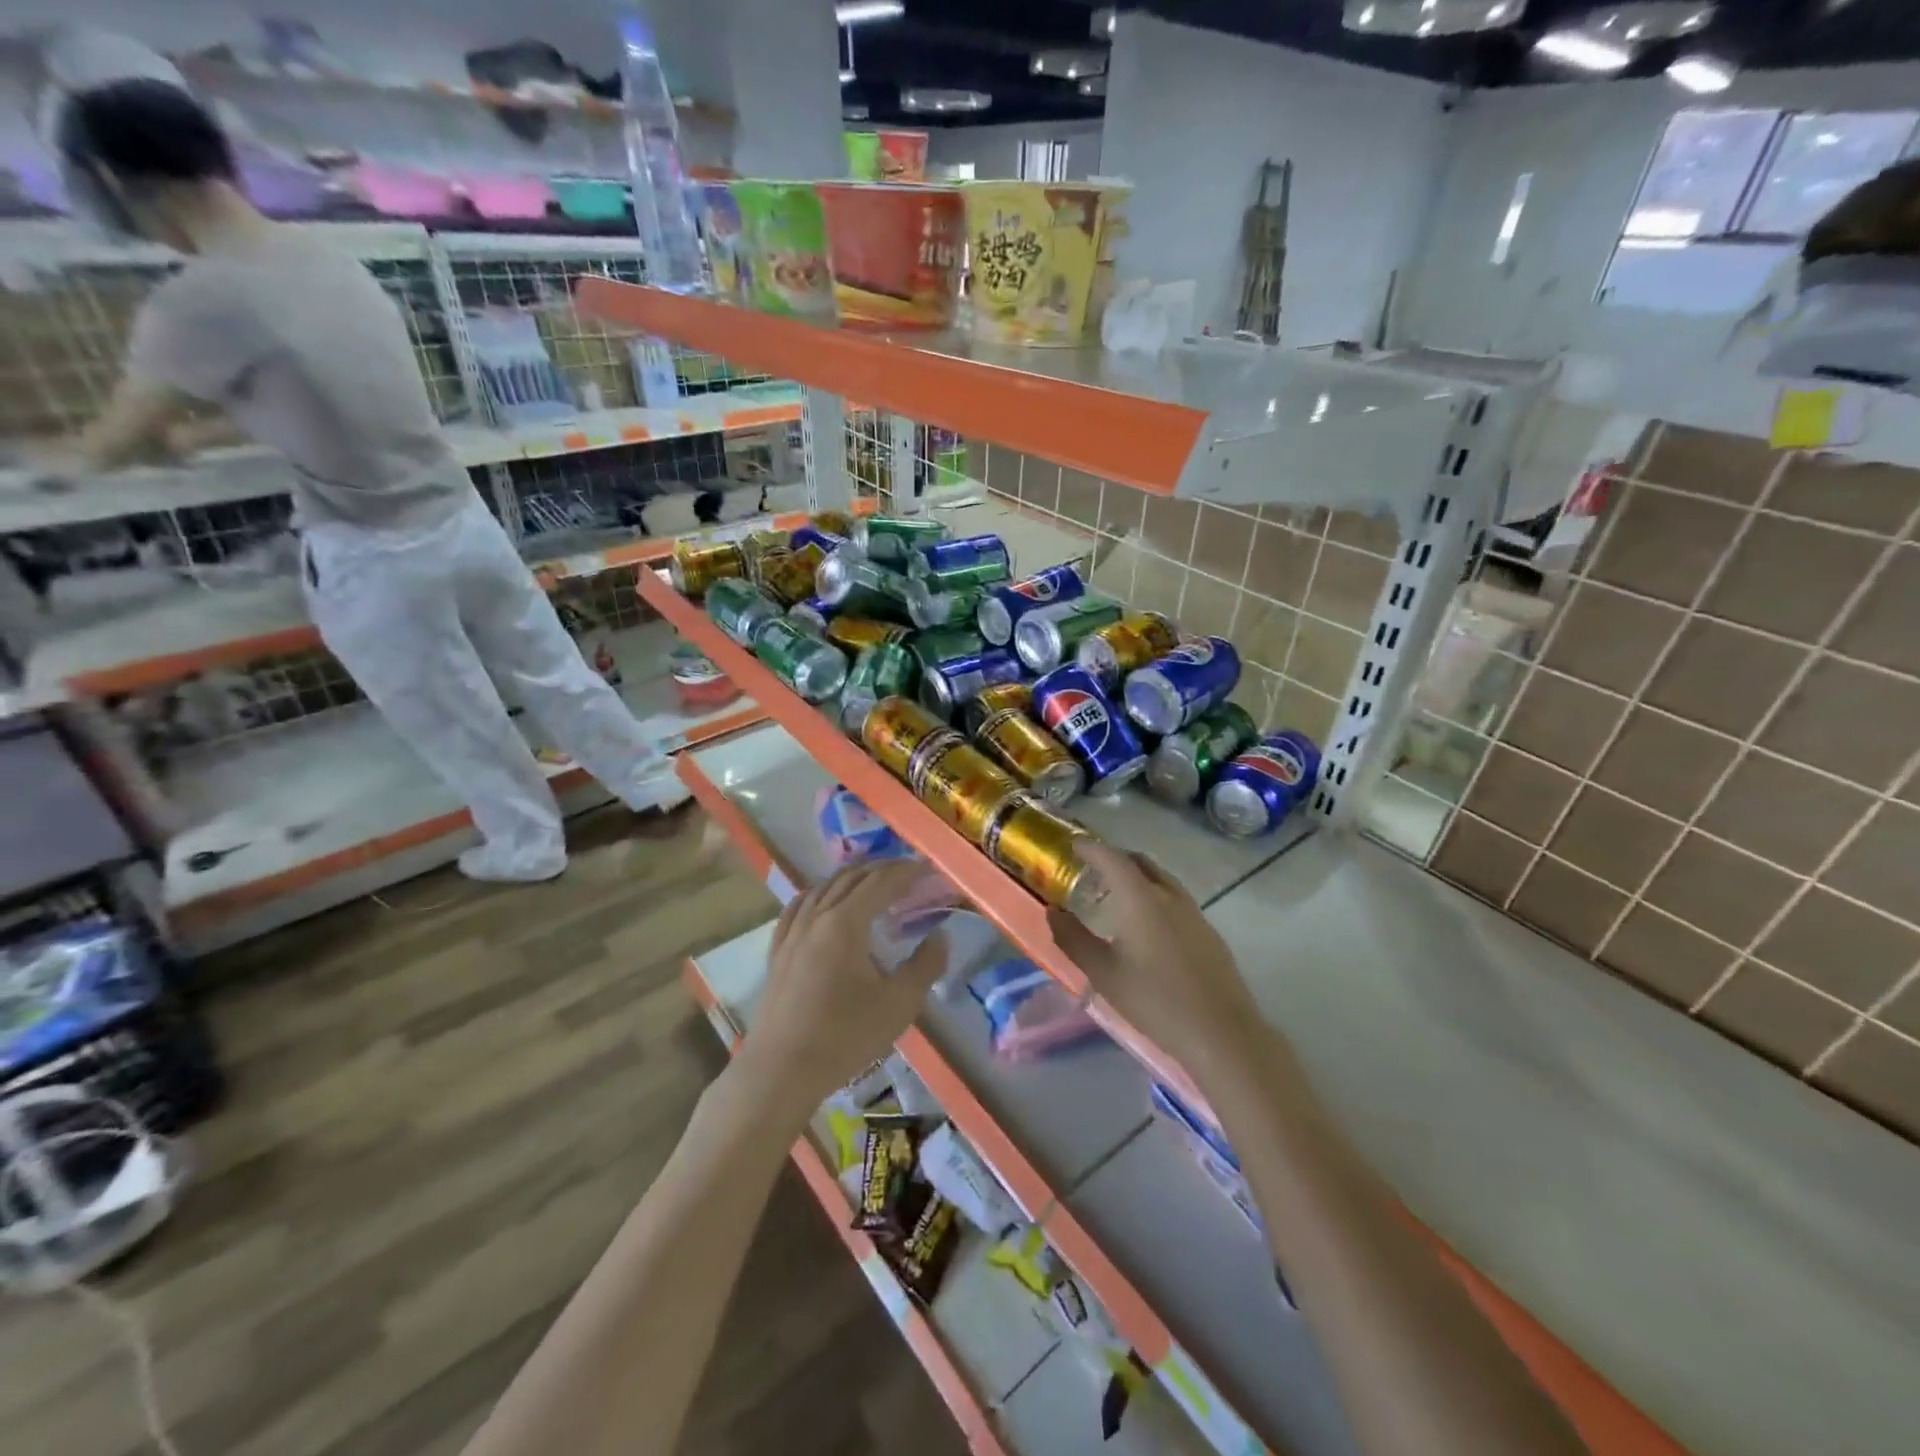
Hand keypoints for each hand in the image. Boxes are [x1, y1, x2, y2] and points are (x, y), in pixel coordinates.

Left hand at [737, 861, 948, 1116]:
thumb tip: (940, 936)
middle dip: (882, 869)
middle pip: (851, 878)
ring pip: (823, 887)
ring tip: (873, 882)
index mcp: (846, 922)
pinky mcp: (778, 950)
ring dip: (852, 878)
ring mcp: (793, 932)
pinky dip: (820, 894)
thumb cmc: (845, 1036)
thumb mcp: (899, 1004)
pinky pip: (800, 907)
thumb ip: (925, 965)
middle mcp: (817, 916)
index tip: (928, 869)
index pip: (881, 882)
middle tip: (908, 872)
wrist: (782, 1070)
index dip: (907, 871)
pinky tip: (822, 900)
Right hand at [1047, 840, 1263, 1072]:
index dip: (1091, 848)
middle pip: (1140, 862)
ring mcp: (1194, 913)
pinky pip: (1176, 899)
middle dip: (1115, 858)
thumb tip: (1053, 912)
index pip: (1112, 858)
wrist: (1222, 1034)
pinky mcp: (1208, 933)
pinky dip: (1155, 896)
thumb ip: (1073, 939)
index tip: (1073, 845)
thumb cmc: (1155, 1001)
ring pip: (1162, 879)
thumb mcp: (1103, 973)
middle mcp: (1169, 896)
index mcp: (1141, 899)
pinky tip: (1148, 925)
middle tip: (1092, 869)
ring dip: (1137, 877)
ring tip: (1117, 895)